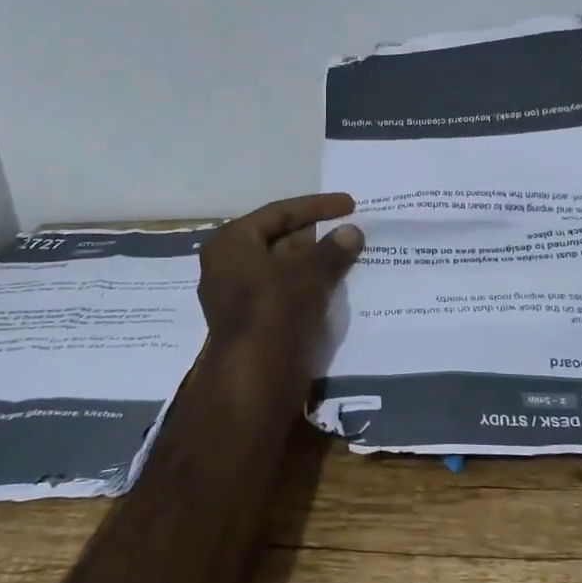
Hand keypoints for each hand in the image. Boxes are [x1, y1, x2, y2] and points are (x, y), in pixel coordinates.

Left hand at [198, 193, 363, 352]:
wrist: (256, 378)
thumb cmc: (275, 309)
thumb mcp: (309, 272)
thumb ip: (332, 249)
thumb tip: (352, 232)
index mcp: (231, 243)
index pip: (279, 213)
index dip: (317, 206)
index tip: (350, 204)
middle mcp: (229, 265)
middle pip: (280, 240)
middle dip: (318, 236)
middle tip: (352, 230)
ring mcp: (240, 296)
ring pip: (285, 269)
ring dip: (317, 263)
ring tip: (352, 254)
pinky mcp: (256, 322)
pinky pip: (287, 294)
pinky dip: (311, 286)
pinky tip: (339, 284)